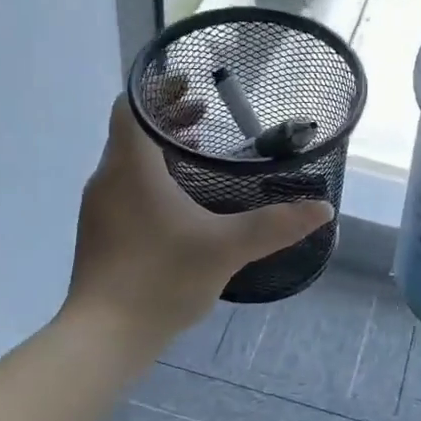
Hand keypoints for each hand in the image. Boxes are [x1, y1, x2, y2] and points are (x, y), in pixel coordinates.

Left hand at [66, 85, 331, 356]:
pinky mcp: (98, 235)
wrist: (105, 335)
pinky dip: (149, 180)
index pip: (132, 106)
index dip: (159, 89)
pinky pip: (123, 190)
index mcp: (130, 167)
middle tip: (206, 115)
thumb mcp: (226, 248)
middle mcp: (107, 179)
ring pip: (127, 162)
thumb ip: (274, 225)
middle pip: (131, 132)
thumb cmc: (161, 277)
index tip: (190, 85)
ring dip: (159, 151)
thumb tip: (323, 209)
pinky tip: (179, 206)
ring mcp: (98, 209)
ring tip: (196, 154)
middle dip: (167, 119)